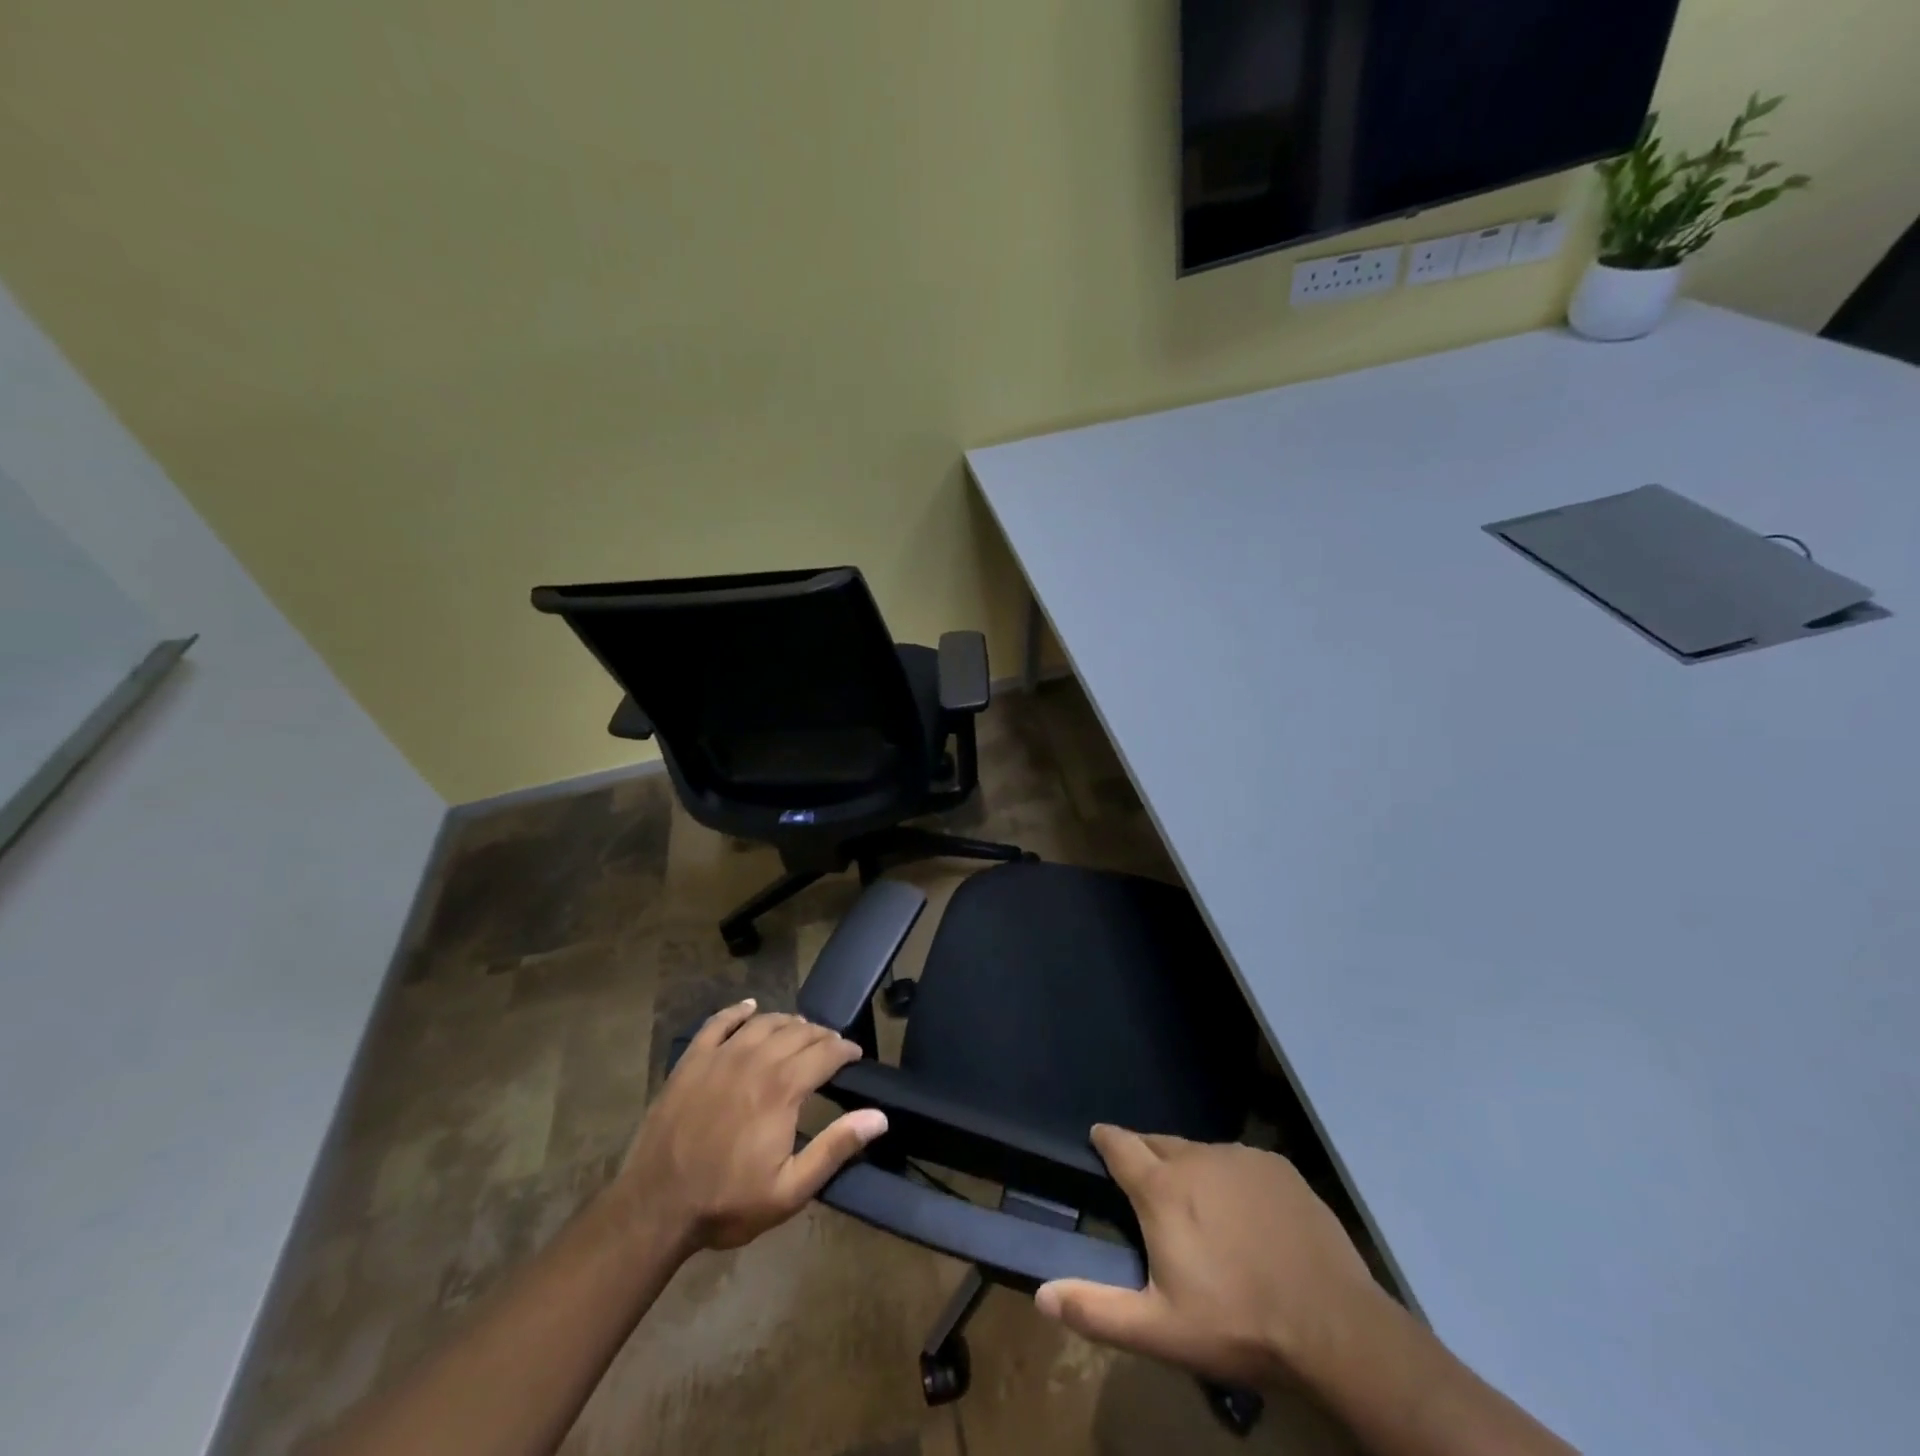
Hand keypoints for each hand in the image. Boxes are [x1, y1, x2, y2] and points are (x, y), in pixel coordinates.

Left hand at [611, 1000, 887, 1252]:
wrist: (654, 1208)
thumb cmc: (727, 1202)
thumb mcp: (790, 1190)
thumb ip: (835, 1148)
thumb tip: (878, 1117)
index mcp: (783, 1089)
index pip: (825, 1053)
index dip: (845, 1050)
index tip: (855, 1056)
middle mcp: (756, 1060)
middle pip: (798, 1032)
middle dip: (821, 1035)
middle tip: (831, 1046)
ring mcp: (720, 1056)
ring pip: (764, 1022)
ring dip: (788, 1022)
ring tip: (800, 1030)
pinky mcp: (692, 1061)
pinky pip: (719, 1022)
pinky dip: (738, 1011)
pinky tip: (750, 1008)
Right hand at [1034, 1126, 1384, 1389]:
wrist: (1334, 1327)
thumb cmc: (1238, 1325)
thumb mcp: (1160, 1331)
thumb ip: (1096, 1311)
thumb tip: (1042, 1295)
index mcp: (1161, 1189)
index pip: (1120, 1144)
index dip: (1105, 1139)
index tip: (1098, 1138)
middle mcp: (1196, 1158)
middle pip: (1159, 1143)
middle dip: (1145, 1154)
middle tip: (1145, 1183)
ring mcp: (1240, 1158)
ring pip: (1200, 1152)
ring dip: (1189, 1168)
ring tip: (1198, 1206)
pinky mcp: (1277, 1166)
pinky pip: (1239, 1162)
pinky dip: (1230, 1177)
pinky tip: (1245, 1213)